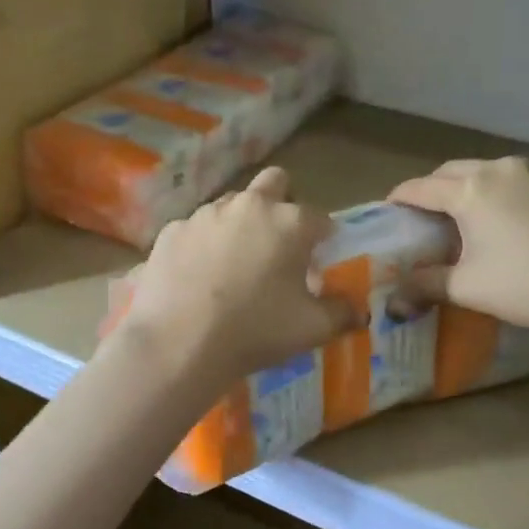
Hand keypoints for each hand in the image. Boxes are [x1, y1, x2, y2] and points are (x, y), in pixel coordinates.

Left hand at [115, 167, 363, 385]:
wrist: (178, 345)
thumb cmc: (254, 332)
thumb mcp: (312, 329)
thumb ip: (342, 313)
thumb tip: (357, 310)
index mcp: (290, 223)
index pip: (320, 218)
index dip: (324, 238)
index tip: (319, 260)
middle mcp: (249, 207)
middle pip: (274, 183)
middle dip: (282, 204)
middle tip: (278, 244)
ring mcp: (205, 215)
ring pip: (231, 204)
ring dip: (240, 223)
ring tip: (234, 264)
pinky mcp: (171, 232)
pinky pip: (196, 229)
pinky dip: (203, 245)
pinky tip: (197, 277)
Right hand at [387, 157, 528, 337]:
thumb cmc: (528, 285)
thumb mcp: (468, 288)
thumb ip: (426, 285)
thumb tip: (394, 296)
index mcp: (470, 190)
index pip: (420, 188)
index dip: (399, 199)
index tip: (387, 211)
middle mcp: (500, 169)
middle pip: (452, 172)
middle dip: (432, 190)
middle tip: (423, 218)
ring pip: (486, 172)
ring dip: (467, 189)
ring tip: (463, 219)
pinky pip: (516, 181)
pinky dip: (498, 194)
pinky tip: (504, 221)